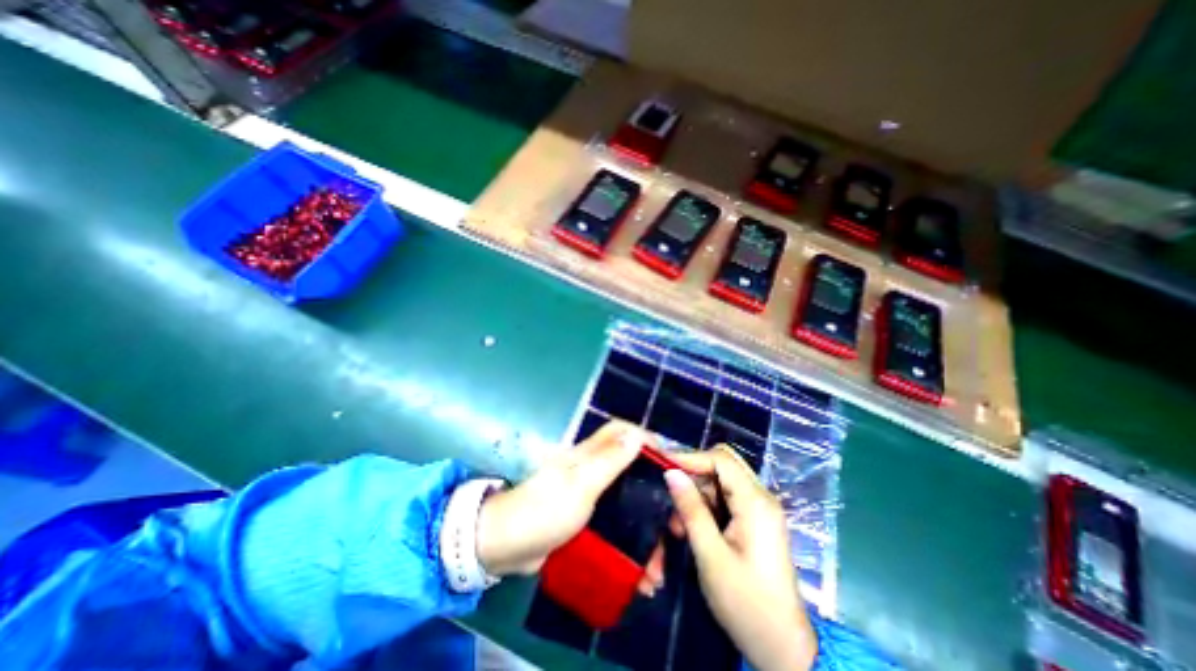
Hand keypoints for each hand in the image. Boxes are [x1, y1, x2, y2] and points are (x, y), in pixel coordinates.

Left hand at [476, 421, 662, 595]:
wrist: (505, 547)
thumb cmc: (544, 510)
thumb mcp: (580, 485)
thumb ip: (608, 460)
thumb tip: (636, 435)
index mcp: (590, 454)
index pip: (623, 433)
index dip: (647, 441)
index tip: (670, 465)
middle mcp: (592, 469)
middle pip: (632, 471)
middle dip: (655, 496)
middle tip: (674, 526)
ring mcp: (589, 495)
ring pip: (627, 504)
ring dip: (645, 532)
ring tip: (657, 569)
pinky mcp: (585, 519)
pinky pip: (615, 527)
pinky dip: (629, 548)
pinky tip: (638, 577)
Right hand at [668, 446, 818, 669]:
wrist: (783, 650)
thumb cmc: (746, 603)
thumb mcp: (711, 555)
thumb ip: (691, 509)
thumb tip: (670, 472)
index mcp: (756, 502)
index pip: (720, 460)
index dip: (690, 457)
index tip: (661, 463)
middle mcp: (761, 498)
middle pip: (723, 465)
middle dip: (694, 474)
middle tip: (671, 492)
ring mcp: (760, 509)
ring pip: (722, 481)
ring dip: (698, 494)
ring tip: (678, 523)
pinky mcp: (756, 521)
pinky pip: (727, 499)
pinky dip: (707, 507)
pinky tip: (692, 528)